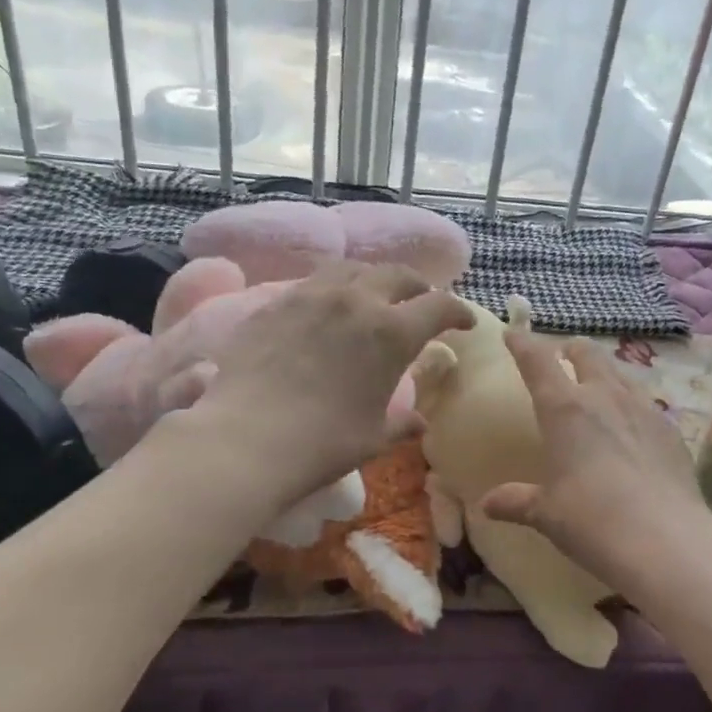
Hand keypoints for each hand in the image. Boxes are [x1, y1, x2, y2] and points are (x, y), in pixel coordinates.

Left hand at [191, 261, 473, 499]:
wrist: (246, 439)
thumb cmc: (323, 443)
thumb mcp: (373, 437)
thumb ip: (401, 424)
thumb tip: (420, 423)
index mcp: (392, 333)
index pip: (439, 306)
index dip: (458, 311)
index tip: (465, 323)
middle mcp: (357, 301)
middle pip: (398, 274)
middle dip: (418, 286)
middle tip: (422, 301)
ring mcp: (311, 296)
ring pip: (353, 268)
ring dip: (374, 278)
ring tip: (374, 295)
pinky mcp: (275, 303)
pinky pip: (313, 282)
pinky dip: (333, 289)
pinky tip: (328, 309)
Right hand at [479, 330, 711, 587]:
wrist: (664, 540)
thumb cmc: (591, 521)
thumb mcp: (546, 514)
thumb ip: (517, 502)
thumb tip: (487, 505)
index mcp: (564, 409)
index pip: (538, 361)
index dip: (523, 343)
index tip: (512, 332)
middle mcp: (605, 397)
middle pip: (588, 353)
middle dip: (572, 349)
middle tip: (564, 355)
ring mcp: (644, 409)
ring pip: (621, 373)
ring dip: (605, 371)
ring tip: (600, 385)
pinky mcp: (671, 429)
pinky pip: (646, 403)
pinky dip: (632, 403)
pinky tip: (633, 426)